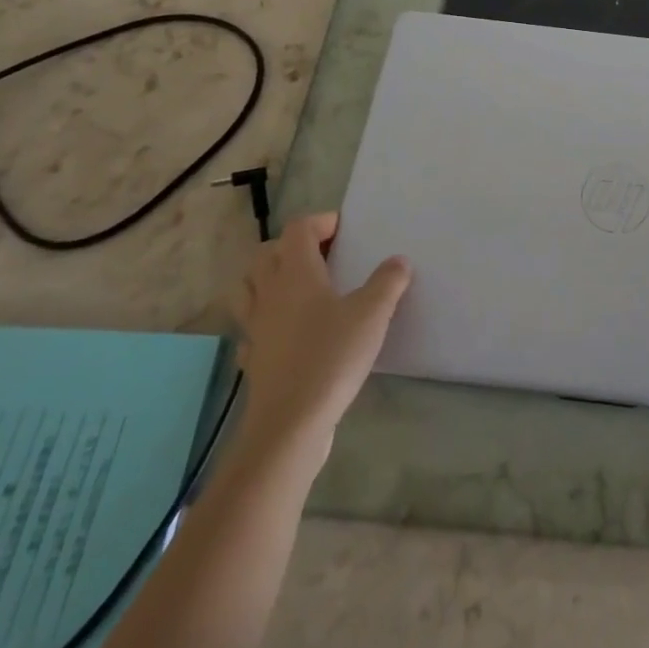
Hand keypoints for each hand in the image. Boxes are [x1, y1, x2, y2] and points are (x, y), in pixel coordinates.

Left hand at [227, 212, 410, 457]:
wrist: (290, 425)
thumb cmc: (332, 357)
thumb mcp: (373, 313)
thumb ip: (388, 282)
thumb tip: (399, 261)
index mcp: (296, 272)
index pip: (298, 228)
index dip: (321, 222)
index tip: (346, 232)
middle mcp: (269, 293)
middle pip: (267, 253)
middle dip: (293, 247)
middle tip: (324, 256)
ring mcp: (255, 327)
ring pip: (249, 288)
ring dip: (269, 280)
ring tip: (300, 289)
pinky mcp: (252, 359)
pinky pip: (250, 329)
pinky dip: (264, 322)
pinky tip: (284, 333)